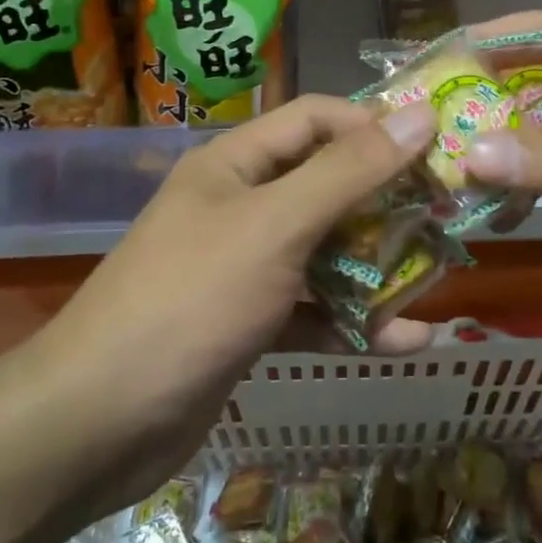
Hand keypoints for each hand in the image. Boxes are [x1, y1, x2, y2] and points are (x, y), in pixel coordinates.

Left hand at [34, 95, 436, 513]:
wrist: (95, 425)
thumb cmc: (191, 300)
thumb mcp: (276, 226)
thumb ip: (350, 172)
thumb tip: (419, 116)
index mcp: (236, 164)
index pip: (316, 118)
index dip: (373, 124)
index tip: (434, 148)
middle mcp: (240, 205)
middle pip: (326, 185)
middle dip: (385, 201)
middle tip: (446, 216)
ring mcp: (243, 267)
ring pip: (325, 250)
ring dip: (377, 265)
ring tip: (436, 279)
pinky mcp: (248, 323)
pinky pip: (313, 309)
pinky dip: (353, 321)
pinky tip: (405, 340)